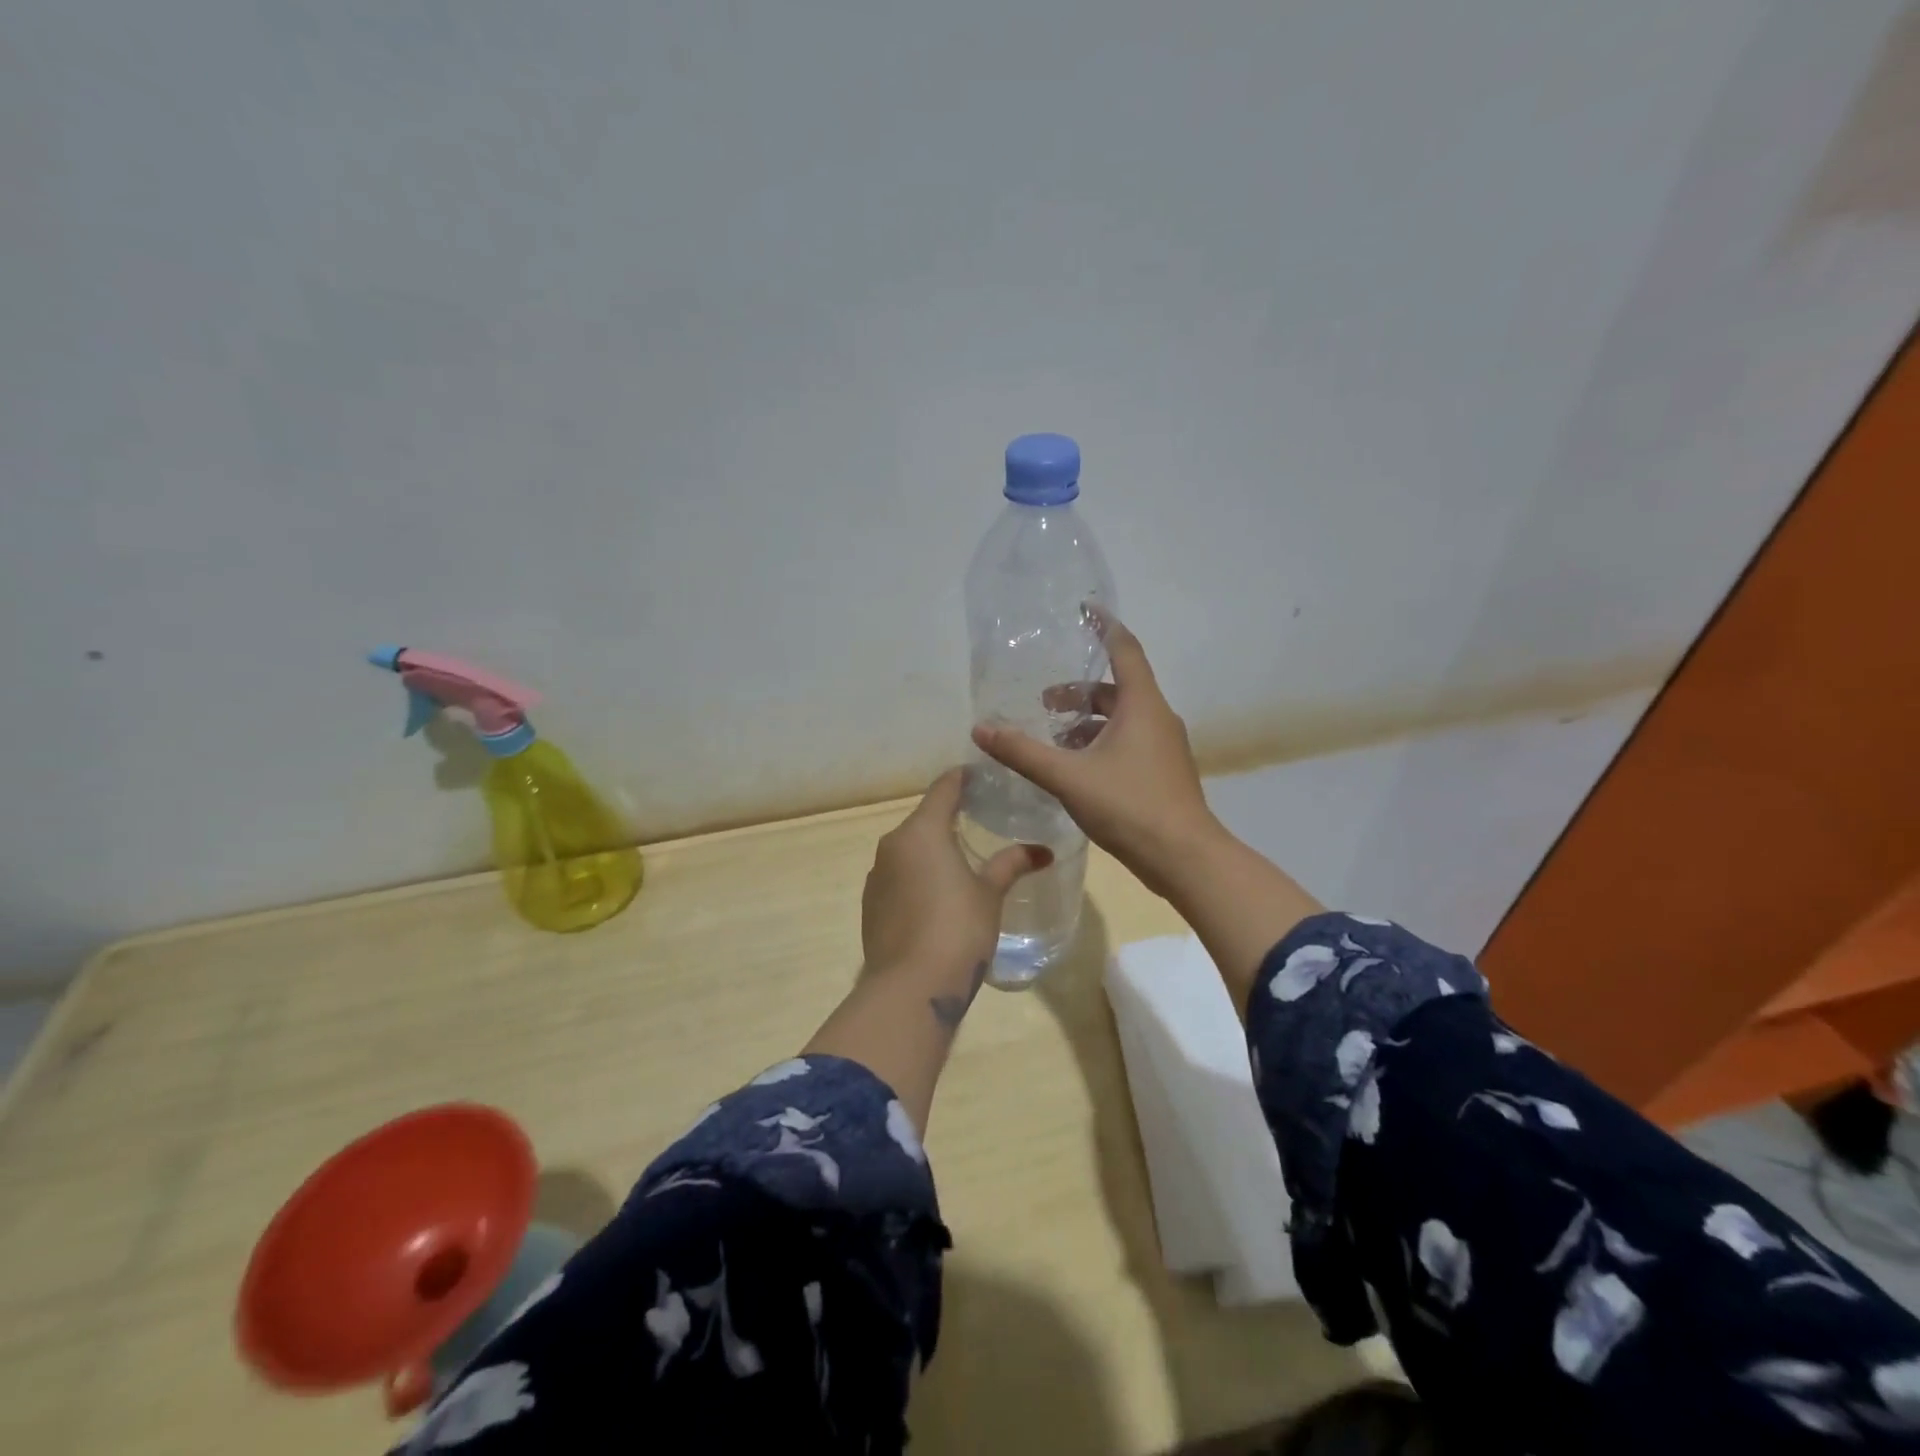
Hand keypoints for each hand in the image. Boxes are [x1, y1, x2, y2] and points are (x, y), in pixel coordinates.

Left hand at [862, 768, 1050, 983]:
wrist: (909, 987)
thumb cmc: (957, 929)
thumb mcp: (990, 894)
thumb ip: (1012, 864)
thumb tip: (1043, 851)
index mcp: (921, 831)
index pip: (944, 788)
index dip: (963, 778)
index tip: (983, 776)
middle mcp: (892, 845)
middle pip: (924, 818)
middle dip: (950, 816)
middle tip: (982, 819)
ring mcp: (877, 875)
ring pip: (909, 849)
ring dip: (932, 849)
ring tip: (962, 859)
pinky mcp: (871, 904)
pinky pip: (898, 876)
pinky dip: (918, 875)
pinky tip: (938, 896)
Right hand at [972, 611, 1222, 897]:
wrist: (1184, 857)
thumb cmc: (1129, 806)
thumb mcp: (1068, 777)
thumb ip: (1023, 753)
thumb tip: (980, 729)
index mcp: (1141, 705)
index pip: (1125, 649)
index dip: (1104, 626)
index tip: (1086, 608)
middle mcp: (1157, 718)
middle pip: (1117, 689)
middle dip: (1079, 692)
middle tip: (1044, 704)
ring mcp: (1165, 747)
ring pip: (1122, 719)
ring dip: (1088, 723)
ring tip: (1054, 740)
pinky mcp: (1163, 772)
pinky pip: (1129, 742)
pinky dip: (1102, 744)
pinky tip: (1077, 770)